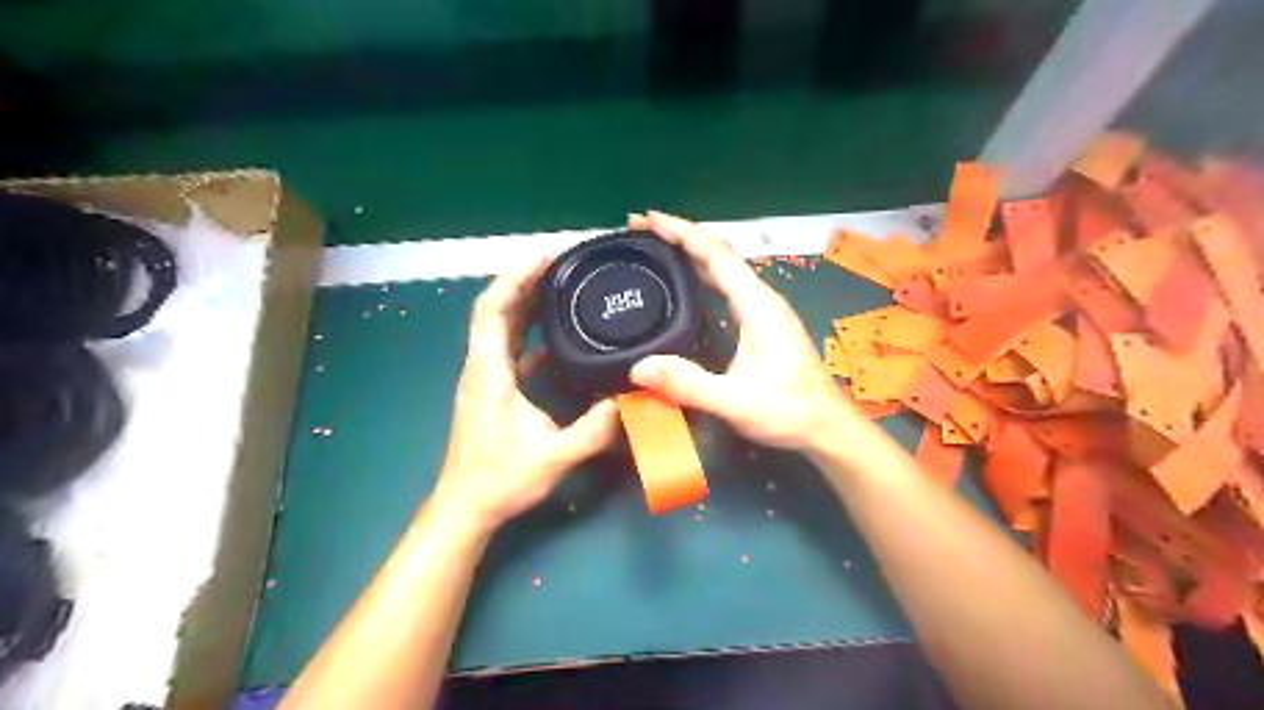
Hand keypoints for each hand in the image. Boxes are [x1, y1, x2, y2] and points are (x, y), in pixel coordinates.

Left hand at [432, 259, 619, 529]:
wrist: (466, 508)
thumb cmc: (500, 480)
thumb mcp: (555, 456)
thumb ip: (595, 429)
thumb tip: (633, 402)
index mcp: (488, 372)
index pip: (492, 309)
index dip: (515, 278)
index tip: (545, 258)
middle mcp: (481, 367)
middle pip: (497, 310)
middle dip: (525, 282)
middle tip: (563, 265)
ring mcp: (484, 378)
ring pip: (501, 328)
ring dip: (526, 303)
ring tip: (561, 287)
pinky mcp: (492, 391)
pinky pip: (509, 348)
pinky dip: (529, 332)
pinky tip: (557, 336)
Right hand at [625, 210, 865, 455]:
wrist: (826, 427)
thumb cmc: (788, 412)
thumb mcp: (736, 403)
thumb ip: (689, 385)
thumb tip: (638, 367)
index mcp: (758, 306)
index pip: (717, 255)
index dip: (682, 232)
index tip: (647, 219)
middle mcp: (762, 298)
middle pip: (719, 253)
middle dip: (680, 235)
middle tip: (640, 228)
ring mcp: (764, 308)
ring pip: (724, 266)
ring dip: (691, 250)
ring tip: (656, 245)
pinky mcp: (762, 321)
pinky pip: (728, 283)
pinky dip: (702, 271)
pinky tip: (687, 280)